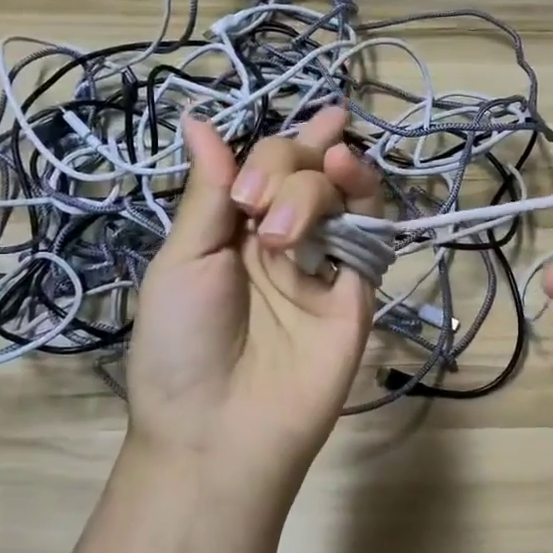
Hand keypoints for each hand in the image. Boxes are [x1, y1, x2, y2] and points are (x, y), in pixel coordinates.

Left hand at [126, 106, 379, 495]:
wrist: (218, 431)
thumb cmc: (182, 346)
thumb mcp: (182, 261)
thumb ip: (209, 194)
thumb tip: (198, 121)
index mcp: (234, 232)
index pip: (267, 170)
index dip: (279, 146)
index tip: (283, 146)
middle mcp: (283, 241)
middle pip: (306, 173)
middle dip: (288, 166)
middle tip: (257, 206)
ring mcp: (324, 266)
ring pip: (343, 195)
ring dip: (327, 176)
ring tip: (311, 189)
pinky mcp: (356, 293)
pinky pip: (370, 237)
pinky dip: (366, 200)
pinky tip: (351, 176)